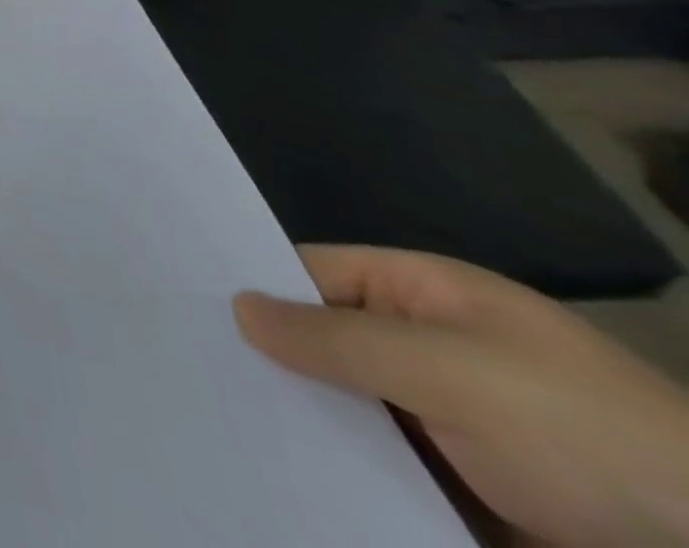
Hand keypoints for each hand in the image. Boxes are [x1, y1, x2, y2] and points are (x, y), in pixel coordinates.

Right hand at [235, 245, 688, 546]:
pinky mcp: (468, 494)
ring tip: (220, 424)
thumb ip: (335, 338)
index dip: (256, 284)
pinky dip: (345, 475)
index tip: (186, 303)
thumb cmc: (579, 433)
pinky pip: (388, 470)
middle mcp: (431, 348)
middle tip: (191, 370)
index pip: (315, 273)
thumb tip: (237, 304)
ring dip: (304, 423)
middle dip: (272, 360)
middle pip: (329, 344)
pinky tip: (289, 478)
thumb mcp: (447, 371)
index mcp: (426, 296)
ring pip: (353, 411)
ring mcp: (453, 425)